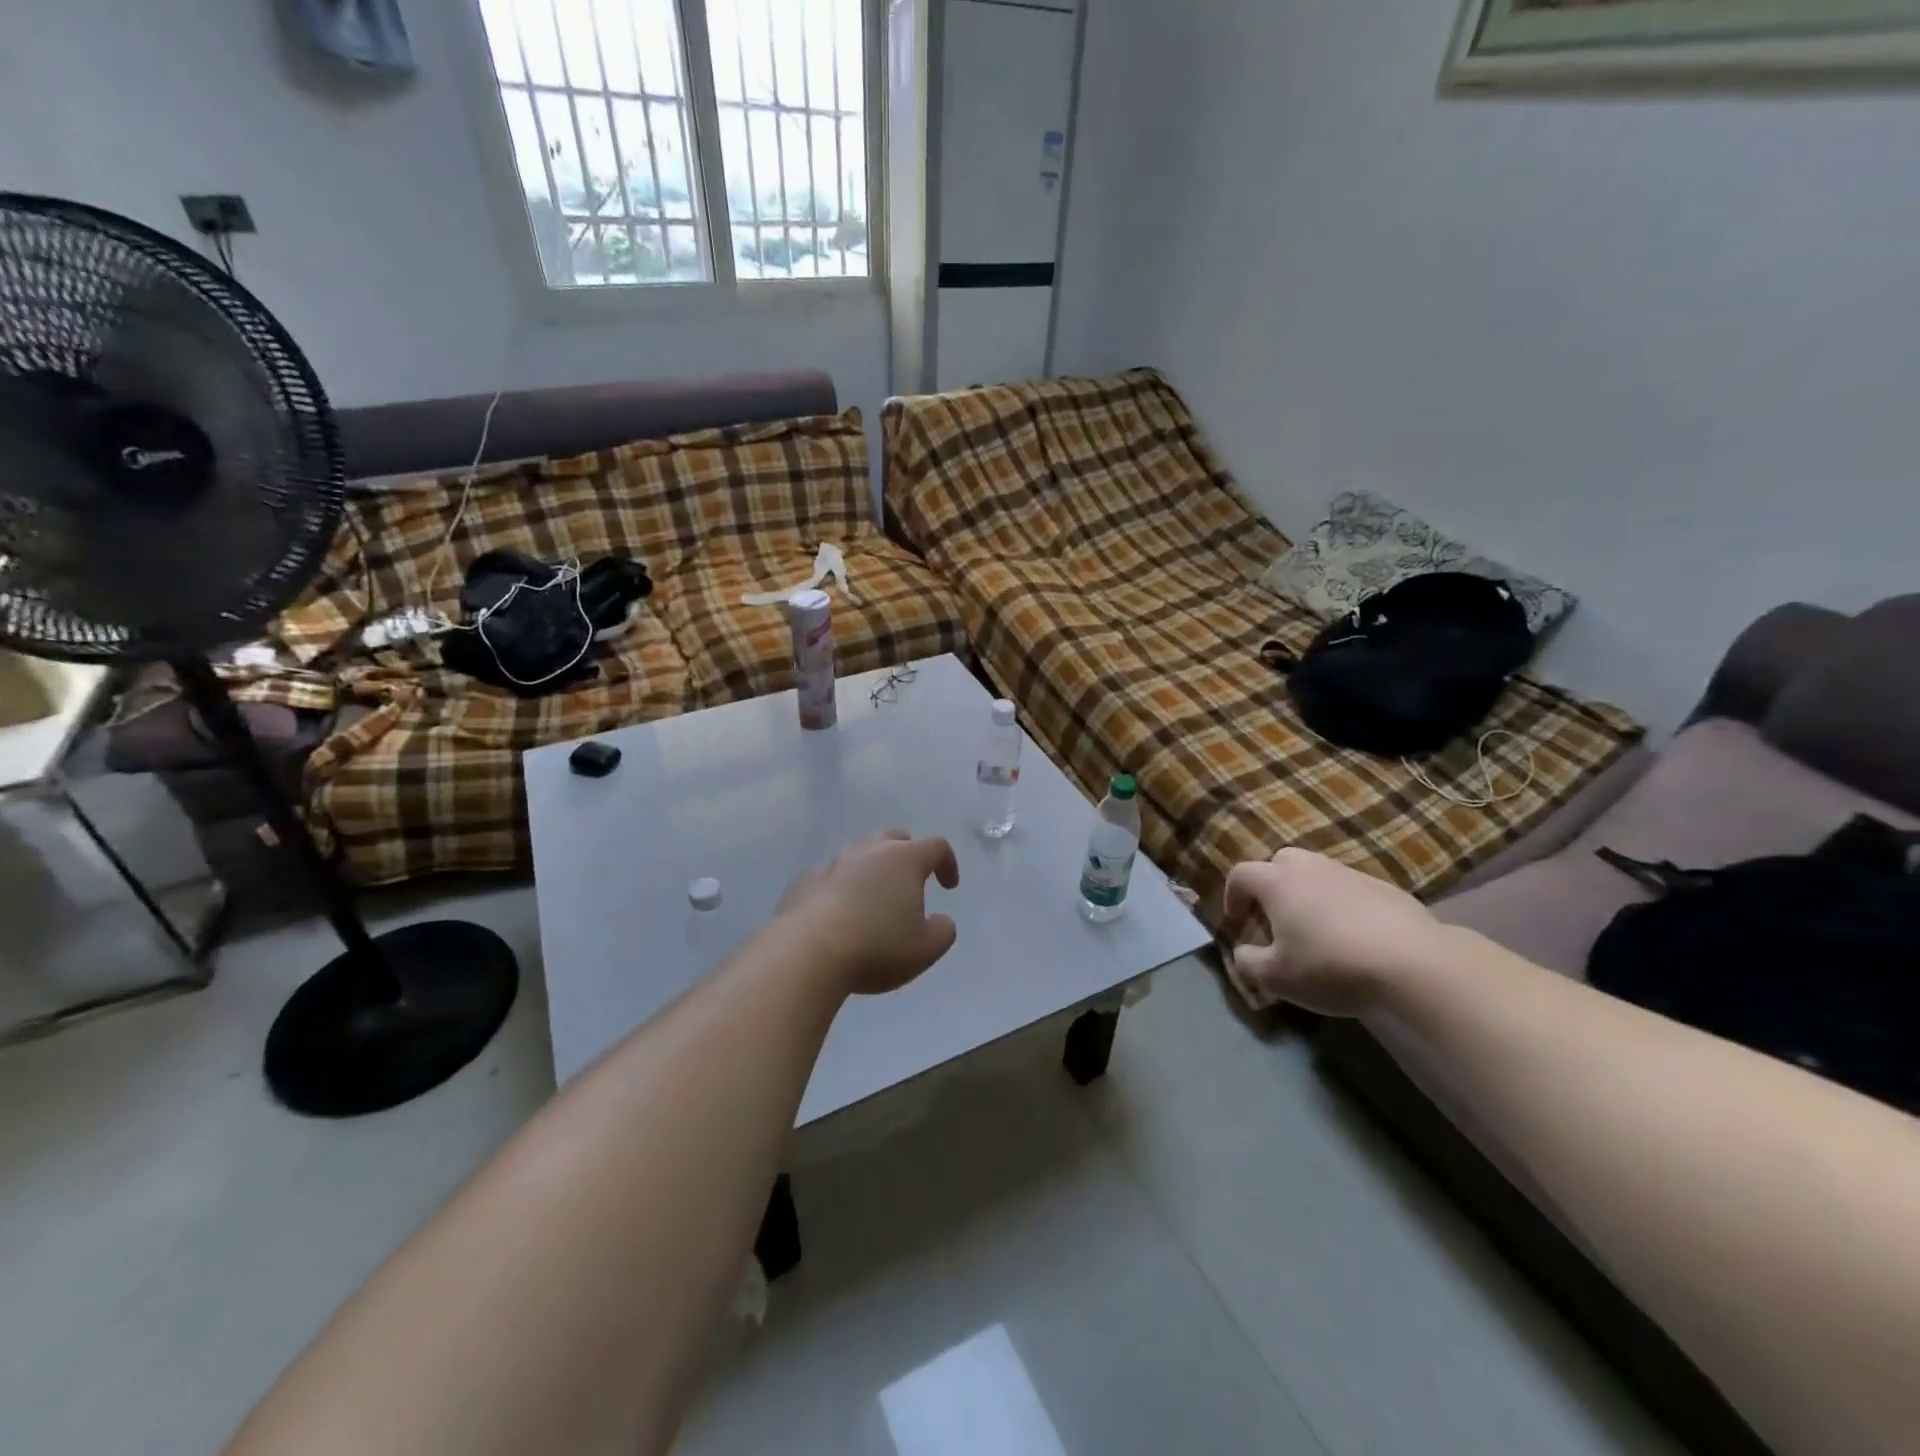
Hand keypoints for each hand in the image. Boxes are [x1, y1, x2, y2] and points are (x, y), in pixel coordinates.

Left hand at [778, 831, 960, 995]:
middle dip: (907, 857)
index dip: (947, 863)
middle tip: (910, 885)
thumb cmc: (877, 947)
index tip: (948, 887)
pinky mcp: (804, 880)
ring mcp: (832, 863)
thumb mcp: (926, 948)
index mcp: (904, 859)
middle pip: (895, 840)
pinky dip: (839, 888)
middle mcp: (869, 851)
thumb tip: (940, 921)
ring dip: (871, 872)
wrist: (808, 952)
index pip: (936, 846)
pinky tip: (837, 915)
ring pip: (859, 855)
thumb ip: (943, 931)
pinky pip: (829, 877)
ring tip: (872, 902)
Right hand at [1222, 848, 1443, 1015]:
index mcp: (1277, 882)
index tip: (1236, 921)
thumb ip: (1248, 963)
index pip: (1241, 874)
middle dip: (1271, 884)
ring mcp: (1350, 874)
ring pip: (1317, 873)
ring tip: (1315, 928)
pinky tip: (1354, 936)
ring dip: (1308, 893)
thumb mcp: (1277, 978)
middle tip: (1275, 917)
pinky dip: (1342, 905)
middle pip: (1280, 862)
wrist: (1414, 964)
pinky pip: (1350, 889)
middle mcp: (1310, 868)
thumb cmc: (1331, 966)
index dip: (1232, 895)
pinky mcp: (1385, 888)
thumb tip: (1242, 953)